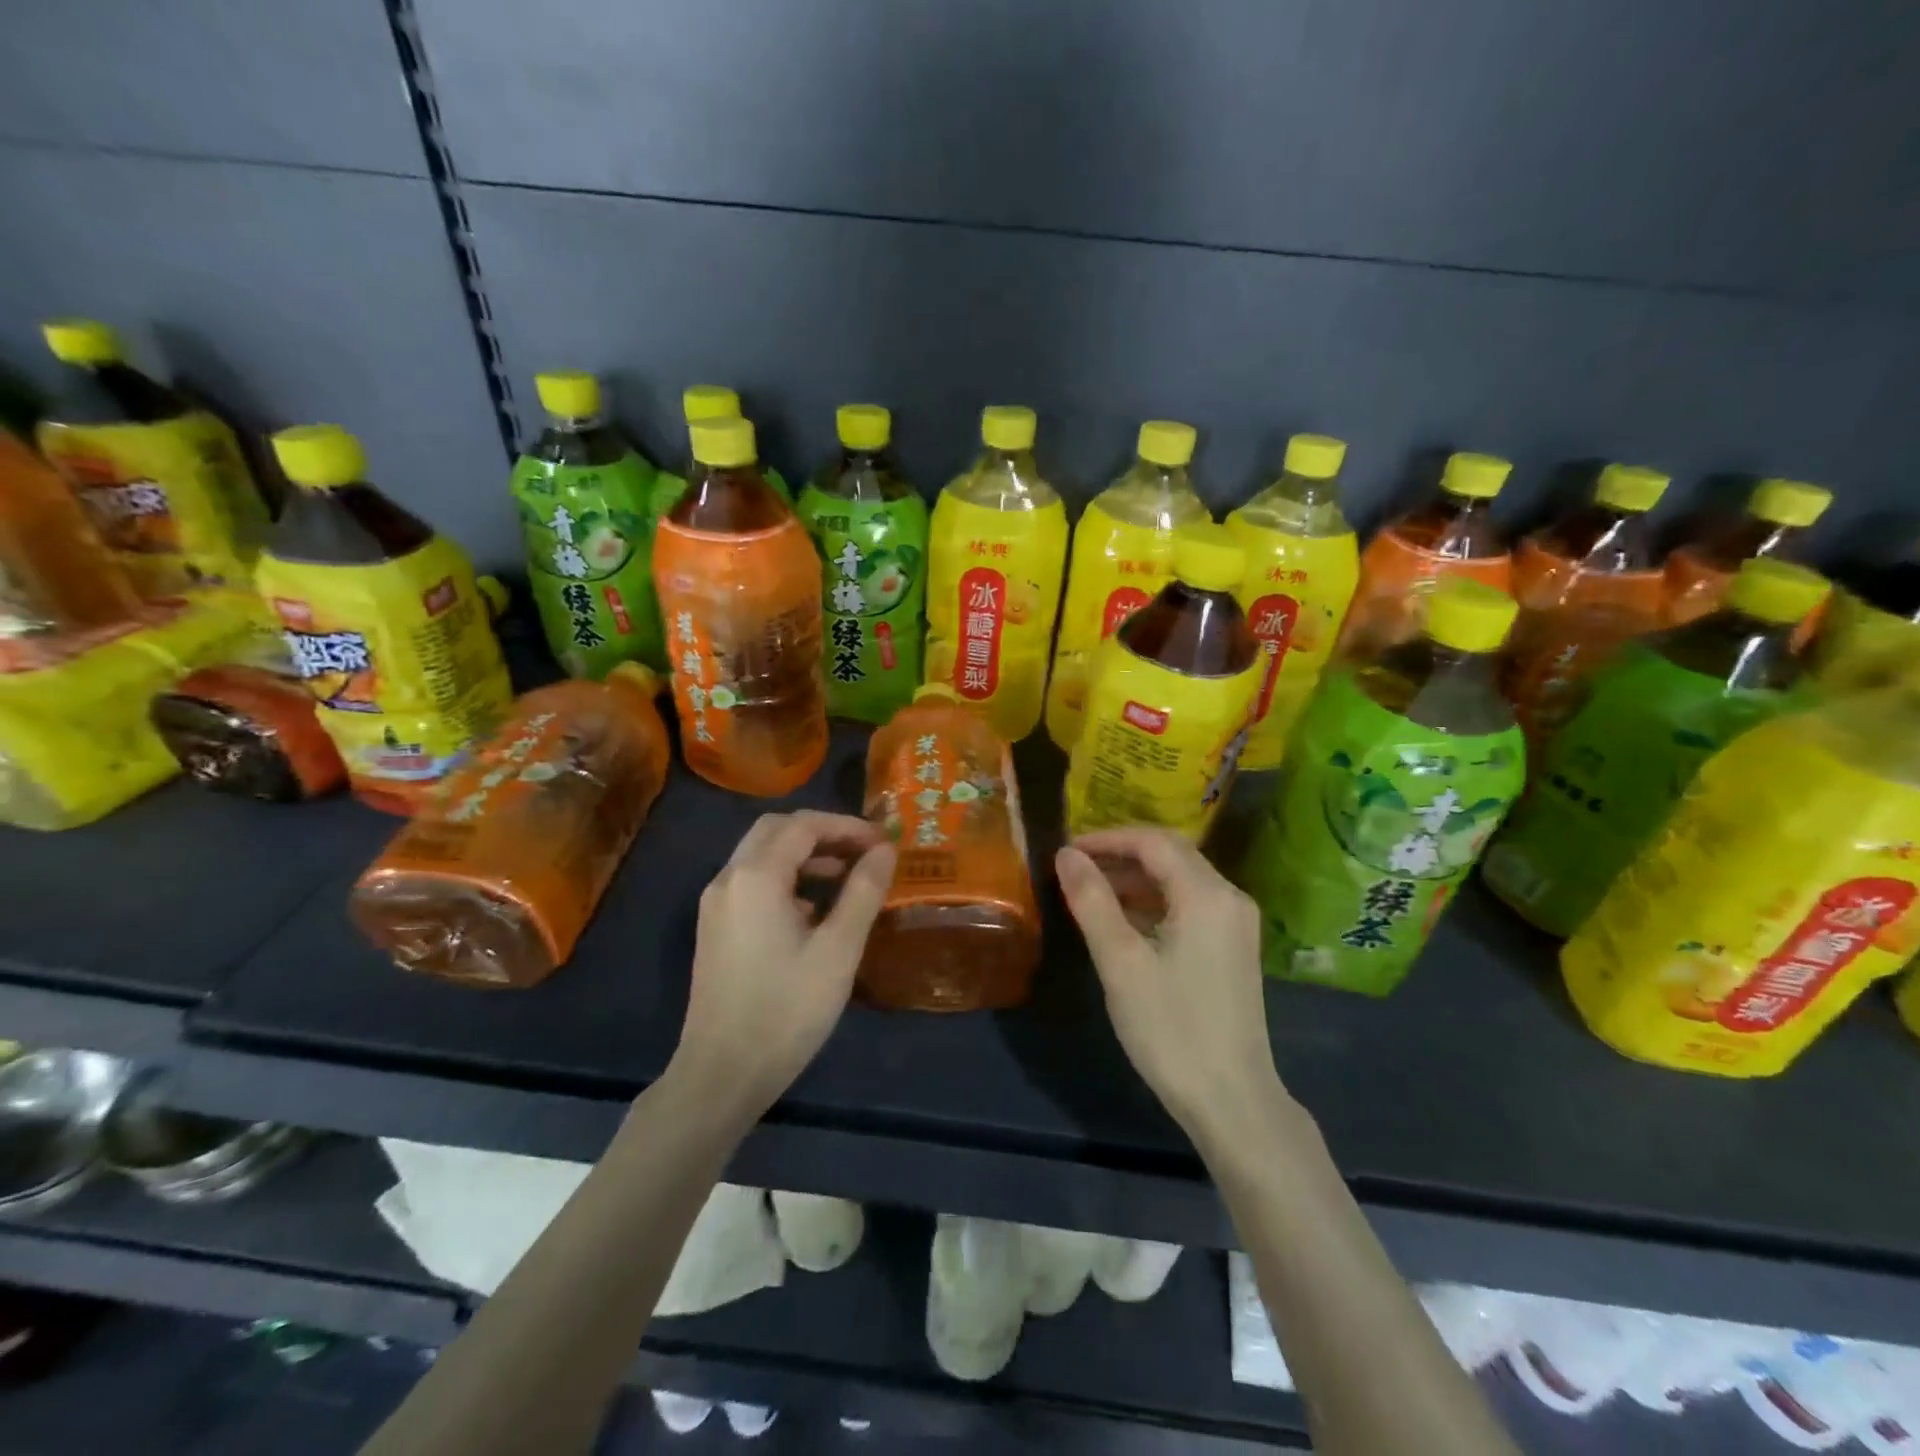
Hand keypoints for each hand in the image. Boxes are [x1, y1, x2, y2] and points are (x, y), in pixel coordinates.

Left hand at [673, 811, 895, 1116]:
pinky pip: (753, 882)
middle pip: (777, 830)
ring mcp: (717, 904)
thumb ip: (863, 891)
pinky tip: (815, 911)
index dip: (847, 826)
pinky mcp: (715, 928)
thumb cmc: (787, 1009)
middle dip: (823, 833)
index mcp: (756, 876)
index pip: (804, 825)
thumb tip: (885, 850)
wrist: (722, 1074)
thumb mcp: (838, 949)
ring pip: (762, 856)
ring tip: (848, 878)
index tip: (884, 842)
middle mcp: (729, 878)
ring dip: (805, 855)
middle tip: (864, 852)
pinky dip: (786, 879)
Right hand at [1056, 827, 1285, 1140]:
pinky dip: (1153, 903)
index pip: (1153, 842)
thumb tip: (1066, 855)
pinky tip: (1121, 920)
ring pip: (1179, 880)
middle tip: (1074, 867)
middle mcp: (1229, 898)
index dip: (1107, 839)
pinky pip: (1188, 905)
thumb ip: (1092, 901)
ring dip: (1135, 879)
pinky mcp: (1231, 947)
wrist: (1231, 1100)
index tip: (1066, 851)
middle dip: (1120, 855)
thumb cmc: (1171, 1029)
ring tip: (1088, 891)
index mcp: (1207, 895)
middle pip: (1170, 855)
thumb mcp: (1121, 962)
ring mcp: (1234, 924)